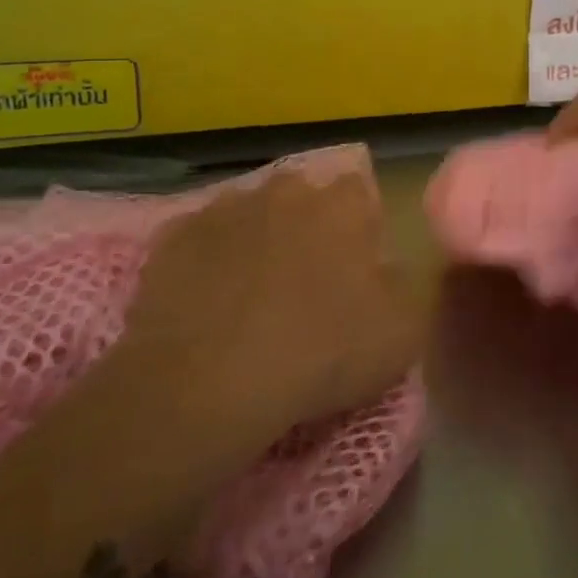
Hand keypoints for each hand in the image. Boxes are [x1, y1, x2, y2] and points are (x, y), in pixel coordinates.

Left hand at [122, 169, 426, 434]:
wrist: (205, 386)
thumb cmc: (319, 354)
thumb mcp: (401, 333)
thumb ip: (404, 286)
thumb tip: (386, 270)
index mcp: (343, 205)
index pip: (360, 194)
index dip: (361, 230)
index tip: (356, 270)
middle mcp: (286, 191)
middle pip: (304, 199)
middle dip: (307, 228)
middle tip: (305, 283)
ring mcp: (225, 209)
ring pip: (251, 216)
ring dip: (257, 241)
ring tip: (252, 296)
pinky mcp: (173, 238)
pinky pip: (201, 242)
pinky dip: (207, 263)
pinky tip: (207, 304)